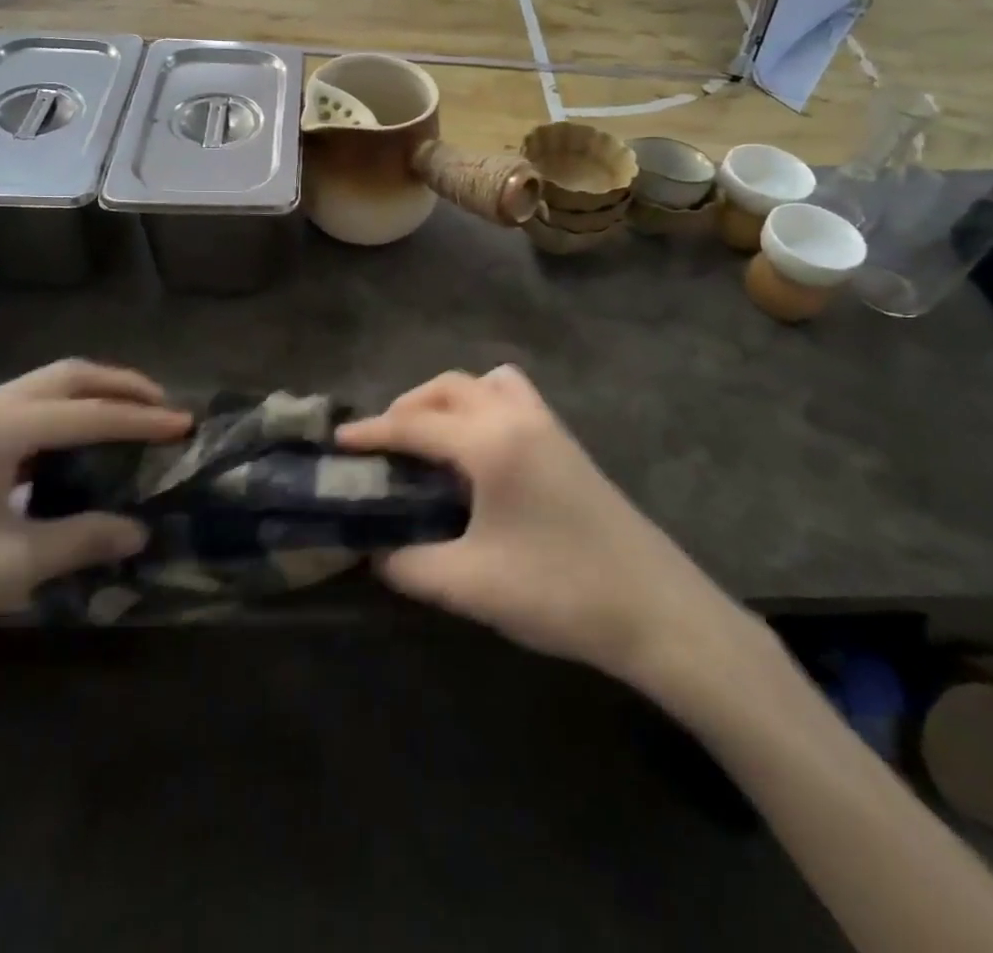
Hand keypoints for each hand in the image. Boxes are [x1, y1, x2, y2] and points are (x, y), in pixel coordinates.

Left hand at [0, 362, 190, 714]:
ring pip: (41, 388)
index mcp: (1, 427)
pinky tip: (67, 447)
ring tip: (128, 419)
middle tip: (164, 407)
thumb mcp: (8, 567)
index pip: (92, 414)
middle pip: (68, 377)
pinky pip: (18, 410)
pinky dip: (58, 414)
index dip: (145, 421)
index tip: (188, 425)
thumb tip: (138, 531)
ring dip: (89, 396)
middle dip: (122, 386)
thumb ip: (81, 540)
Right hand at [338, 366, 756, 688]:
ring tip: (431, 439)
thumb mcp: (470, 585)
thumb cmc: (558, 591)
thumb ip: (410, 566)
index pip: (416, 424)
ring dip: (451, 399)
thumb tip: (376, 554)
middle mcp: (518, 418)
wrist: (655, 609)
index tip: (338, 441)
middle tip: (383, 443)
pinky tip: (479, 454)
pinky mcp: (568, 445)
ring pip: (488, 384)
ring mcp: (549, 427)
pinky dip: (485, 407)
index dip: (372, 432)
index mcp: (491, 443)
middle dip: (409, 406)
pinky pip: (516, 399)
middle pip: (450, 388)